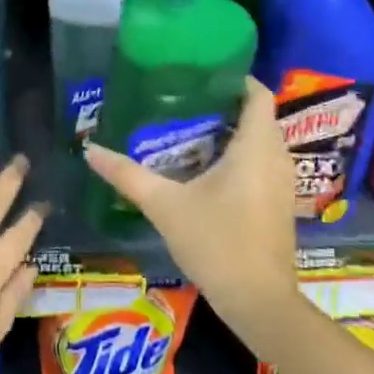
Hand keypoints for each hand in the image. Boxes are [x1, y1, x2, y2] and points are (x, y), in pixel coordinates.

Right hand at [83, 78, 299, 342]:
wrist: (259, 302)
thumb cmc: (217, 243)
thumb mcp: (165, 206)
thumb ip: (127, 175)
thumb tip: (90, 149)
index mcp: (256, 147)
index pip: (258, 94)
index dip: (236, 77)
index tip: (202, 71)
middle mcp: (277, 158)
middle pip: (258, 116)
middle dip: (226, 103)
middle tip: (185, 98)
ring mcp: (283, 184)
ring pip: (262, 142)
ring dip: (233, 131)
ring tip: (191, 127)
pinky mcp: (279, 205)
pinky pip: (263, 164)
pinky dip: (241, 156)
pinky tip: (207, 168)